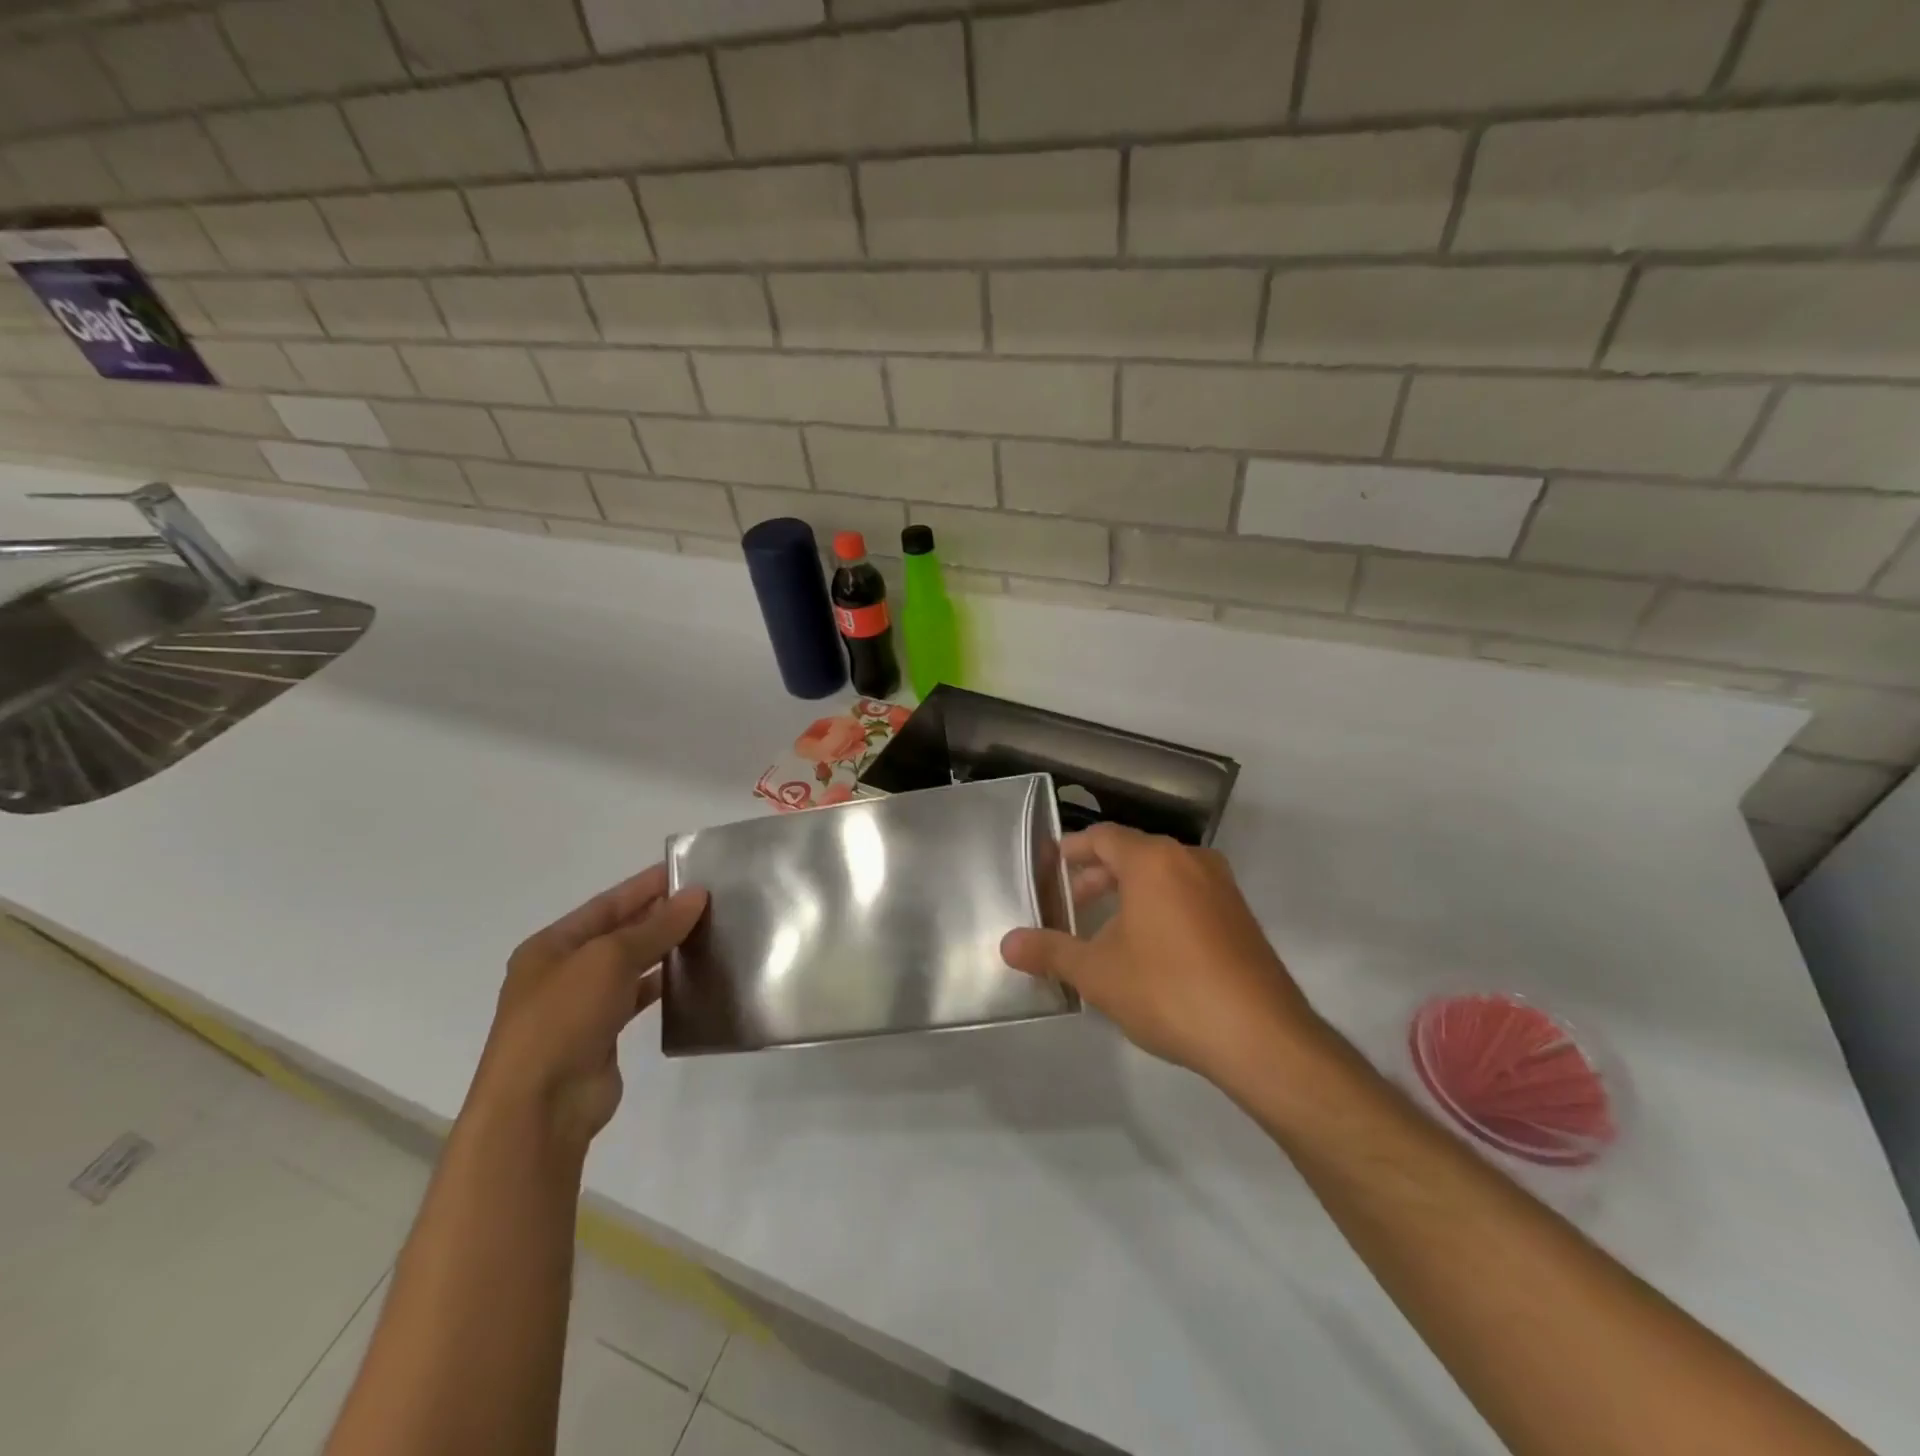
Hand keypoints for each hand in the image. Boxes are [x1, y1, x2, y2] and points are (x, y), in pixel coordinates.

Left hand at [473, 865, 707, 1148]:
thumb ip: (656, 926)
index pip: (606, 904)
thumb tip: (696, 895)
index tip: (687, 871)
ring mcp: (580, 1006)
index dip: (645, 885)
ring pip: (629, 966)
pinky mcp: (601, 1036)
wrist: (540, 1106)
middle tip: (707, 899)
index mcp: (550, 946)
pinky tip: (690, 976)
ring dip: (663, 949)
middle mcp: (562, 972)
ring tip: (706, 931)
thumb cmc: (564, 1017)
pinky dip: (661, 985)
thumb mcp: (610, 959)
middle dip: (658, 915)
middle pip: (618, 932)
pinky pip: (636, 998)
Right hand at [1002, 825, 1324, 1084]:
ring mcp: (1222, 888)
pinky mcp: (1241, 917)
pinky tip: (1150, 949)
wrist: (1260, 1036)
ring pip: (1164, 876)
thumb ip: (1050, 952)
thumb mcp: (1098, 974)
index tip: (1053, 866)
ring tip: (1106, 930)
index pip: (1104, 837)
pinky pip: (1189, 896)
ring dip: (1130, 894)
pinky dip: (1161, 908)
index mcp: (1153, 861)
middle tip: (1072, 905)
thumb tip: (1006, 945)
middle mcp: (1191, 861)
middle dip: (1099, 876)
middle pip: (1134, 854)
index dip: (1074, 850)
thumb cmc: (1168, 990)